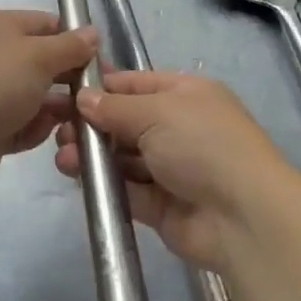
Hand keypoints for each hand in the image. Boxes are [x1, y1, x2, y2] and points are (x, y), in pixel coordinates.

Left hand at [0, 11, 97, 190]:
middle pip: (41, 61)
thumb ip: (70, 45)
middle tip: (93, 96)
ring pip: (33, 95)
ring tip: (73, 122)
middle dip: (67, 79)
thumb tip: (92, 33)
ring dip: (53, 109)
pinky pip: (19, 122)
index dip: (74, 40)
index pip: (45, 24)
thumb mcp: (39, 56)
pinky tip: (36, 135)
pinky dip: (31, 128)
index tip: (100, 61)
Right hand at [55, 71, 294, 271]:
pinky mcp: (162, 205)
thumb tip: (83, 98)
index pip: (136, 84)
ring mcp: (171, 167)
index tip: (64, 90)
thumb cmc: (202, 144)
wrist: (243, 216)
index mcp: (185, 94)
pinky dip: (104, 182)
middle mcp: (179, 127)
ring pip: (123, 156)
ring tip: (62, 155)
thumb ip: (115, 106)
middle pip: (126, 121)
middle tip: (57, 127)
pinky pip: (127, 188)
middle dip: (92, 123)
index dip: (102, 86)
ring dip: (93, 154)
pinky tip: (76, 176)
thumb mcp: (157, 111)